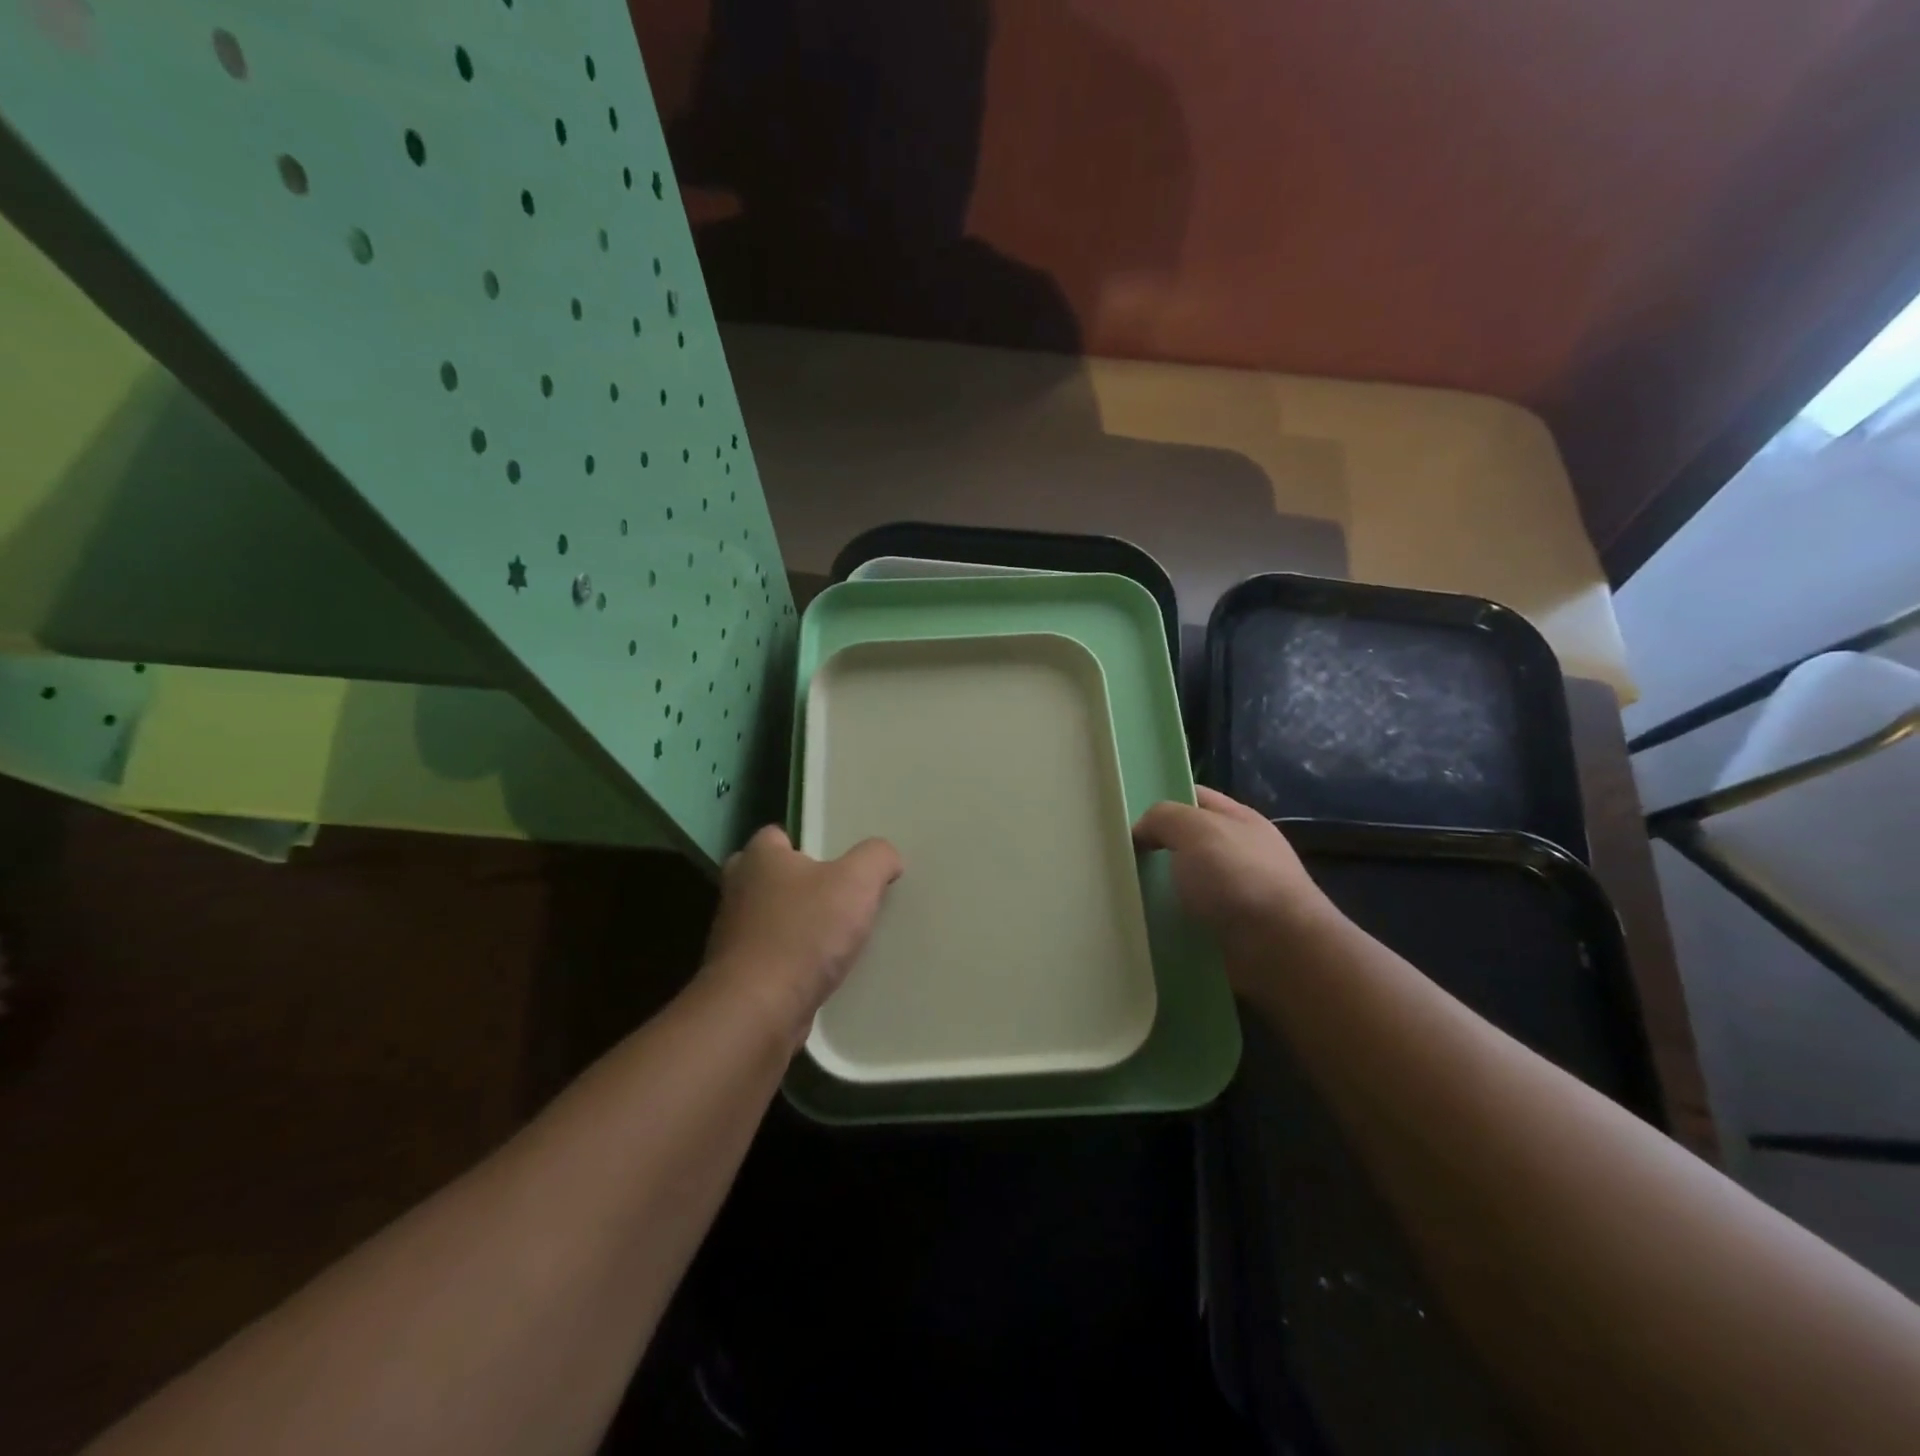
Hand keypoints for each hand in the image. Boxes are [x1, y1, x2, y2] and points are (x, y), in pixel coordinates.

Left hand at [699, 826, 902, 1045]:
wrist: (759, 1010)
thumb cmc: (805, 933)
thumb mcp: (857, 882)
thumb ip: (877, 858)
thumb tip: (887, 858)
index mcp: (759, 857)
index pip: (778, 835)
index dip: (808, 844)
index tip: (837, 862)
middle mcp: (738, 888)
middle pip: (771, 875)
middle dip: (799, 883)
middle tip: (837, 895)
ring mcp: (732, 933)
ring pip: (770, 916)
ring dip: (795, 923)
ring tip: (835, 935)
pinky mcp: (737, 972)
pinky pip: (770, 953)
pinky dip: (790, 957)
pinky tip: (819, 969)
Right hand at [1132, 788, 1339, 962]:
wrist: (1280, 949)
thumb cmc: (1238, 877)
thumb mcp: (1195, 828)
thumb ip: (1162, 818)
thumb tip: (1142, 832)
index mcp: (1238, 819)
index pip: (1193, 797)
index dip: (1160, 800)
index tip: (1124, 817)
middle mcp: (1240, 853)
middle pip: (1186, 843)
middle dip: (1154, 849)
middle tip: (1116, 858)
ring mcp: (1236, 895)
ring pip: (1184, 884)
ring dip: (1157, 891)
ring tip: (1121, 895)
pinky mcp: (1230, 932)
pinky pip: (1188, 920)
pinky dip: (1168, 923)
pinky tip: (1145, 925)